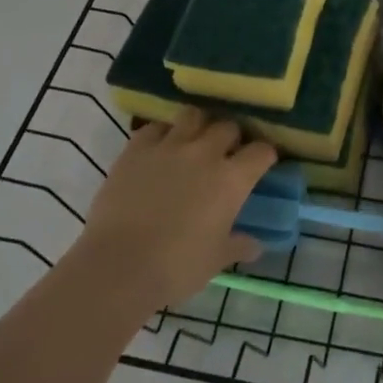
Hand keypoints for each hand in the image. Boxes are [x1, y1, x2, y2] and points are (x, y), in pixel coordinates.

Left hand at [76, 108, 278, 315]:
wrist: (118, 266)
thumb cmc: (175, 267)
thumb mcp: (215, 260)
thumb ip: (238, 246)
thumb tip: (256, 245)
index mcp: (231, 179)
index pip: (261, 151)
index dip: (265, 156)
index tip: (262, 163)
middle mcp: (205, 153)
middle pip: (228, 127)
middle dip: (232, 137)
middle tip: (226, 154)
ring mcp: (169, 146)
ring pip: (193, 116)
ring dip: (199, 126)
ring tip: (194, 141)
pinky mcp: (137, 148)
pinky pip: (156, 127)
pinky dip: (162, 134)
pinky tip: (159, 149)